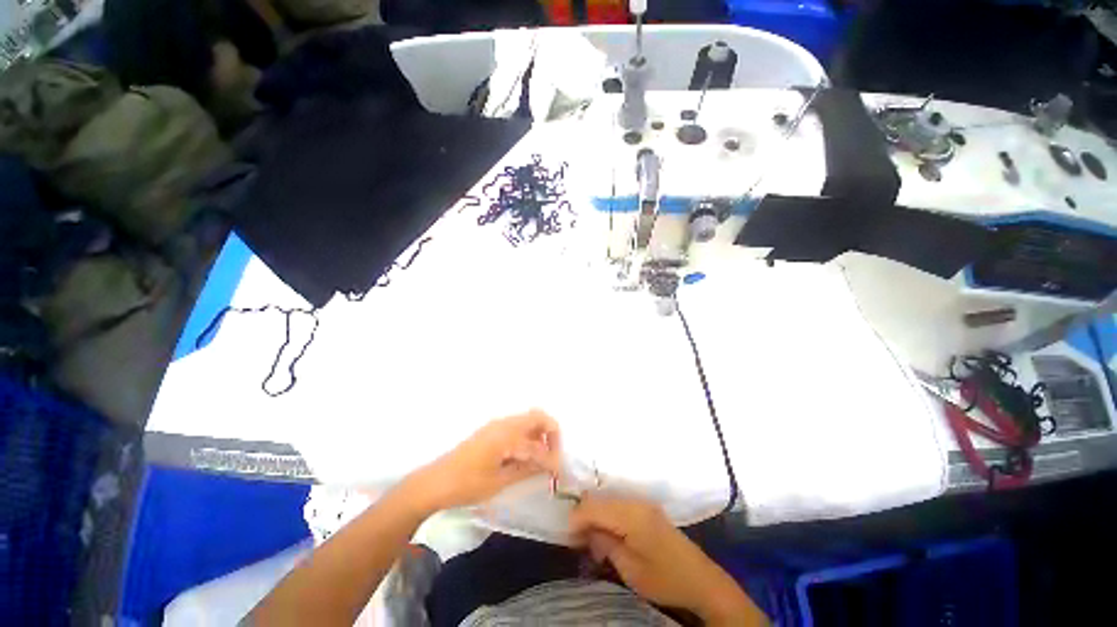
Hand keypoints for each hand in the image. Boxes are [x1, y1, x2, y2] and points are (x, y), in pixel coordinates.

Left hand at [405, 410, 560, 513]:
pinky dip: (527, 436)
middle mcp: (504, 423)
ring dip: (539, 434)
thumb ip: (527, 469)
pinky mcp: (491, 431)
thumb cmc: (467, 484)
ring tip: (539, 459)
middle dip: (551, 434)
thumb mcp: (500, 481)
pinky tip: (524, 456)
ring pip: (527, 420)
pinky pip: (517, 426)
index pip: (538, 443)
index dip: (552, 456)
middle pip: (537, 417)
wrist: (435, 482)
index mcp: (507, 435)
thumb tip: (549, 465)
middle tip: (552, 457)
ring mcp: (496, 425)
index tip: (558, 473)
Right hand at [570, 495, 765, 624]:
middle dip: (585, 517)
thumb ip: (605, 544)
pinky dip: (608, 518)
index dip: (577, 518)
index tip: (568, 536)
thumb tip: (586, 530)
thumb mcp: (630, 569)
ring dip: (596, 518)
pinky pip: (619, 506)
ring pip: (608, 501)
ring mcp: (643, 503)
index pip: (593, 505)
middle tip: (578, 541)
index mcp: (631, 514)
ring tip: (593, 542)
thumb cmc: (665, 578)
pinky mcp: (647, 510)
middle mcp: (635, 501)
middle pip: (599, 499)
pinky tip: (608, 537)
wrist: (701, 580)